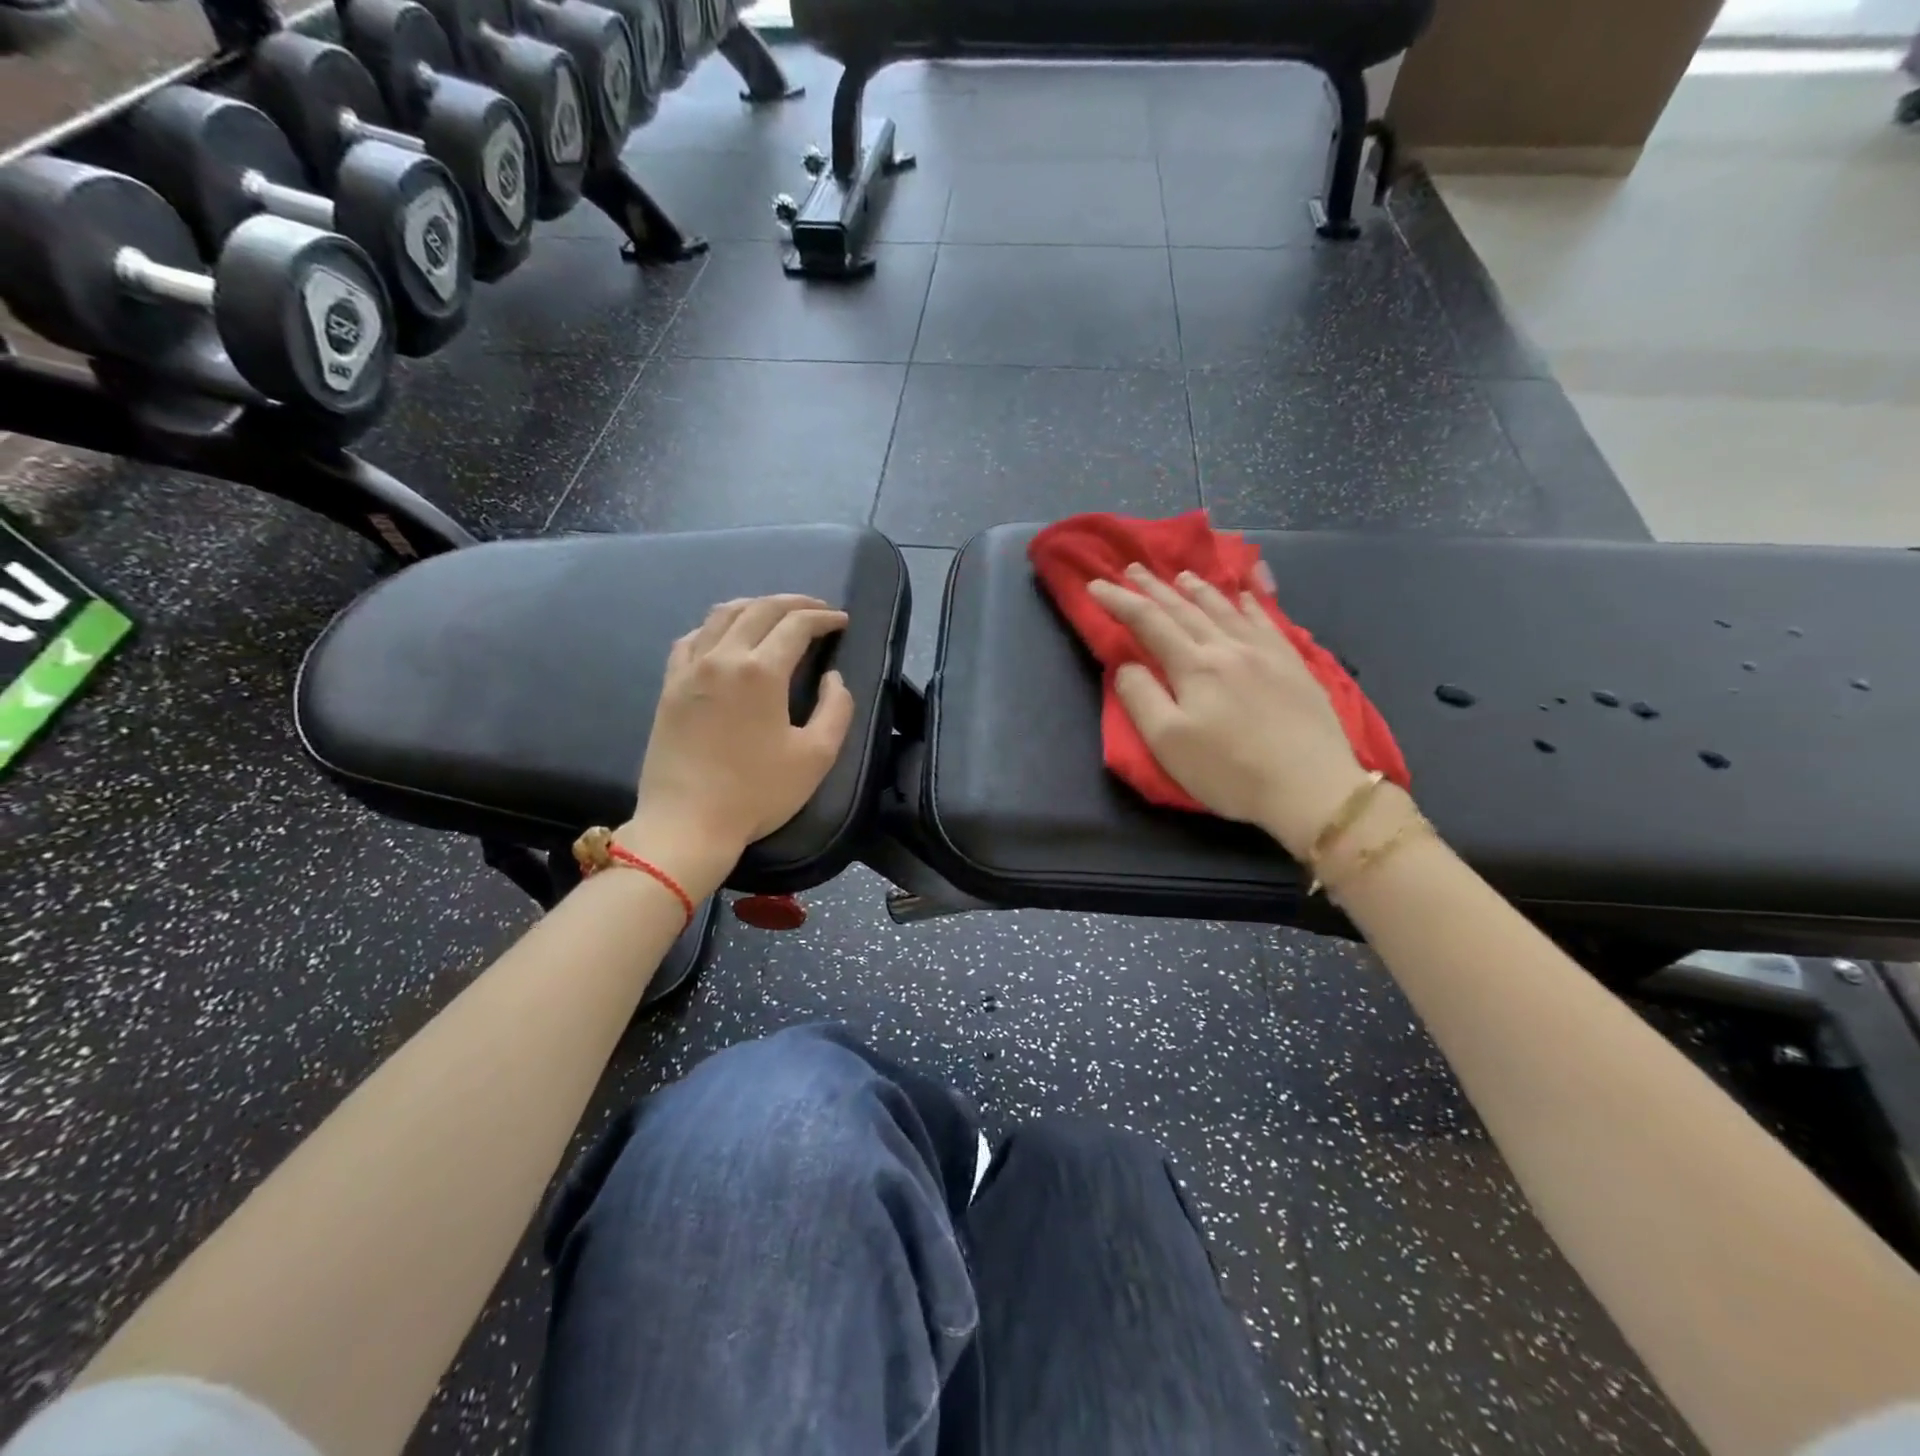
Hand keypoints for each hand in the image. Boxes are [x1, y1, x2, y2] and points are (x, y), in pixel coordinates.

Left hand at [621, 594, 853, 895]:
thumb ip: (836, 708)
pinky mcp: (669, 686)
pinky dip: (716, 627)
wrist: (687, 823)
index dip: (823, 617)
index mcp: (760, 671)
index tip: (841, 621)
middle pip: (759, 609)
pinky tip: (726, 638)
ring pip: (722, 615)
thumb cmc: (757, 793)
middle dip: (794, 603)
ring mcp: (689, 669)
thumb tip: (832, 677)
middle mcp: (722, 657)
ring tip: (776, 614)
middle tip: (817, 610)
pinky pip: (691, 638)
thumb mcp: (816, 756)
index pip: (796, 625)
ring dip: (755, 606)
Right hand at [1087, 564, 1372, 859]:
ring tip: (1181, 576)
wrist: (1311, 787)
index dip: (1120, 602)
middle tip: (1133, 568)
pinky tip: (1245, 595)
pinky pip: (1267, 620)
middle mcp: (1228, 648)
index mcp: (1194, 666)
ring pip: (1225, 609)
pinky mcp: (1293, 665)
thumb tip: (1127, 665)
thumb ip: (1141, 698)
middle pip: (1185, 609)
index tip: (1096, 586)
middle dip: (1155, 588)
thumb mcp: (1168, 742)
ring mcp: (1265, 653)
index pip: (1148, 623)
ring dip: (1198, 589)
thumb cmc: (1230, 771)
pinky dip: (1250, 602)